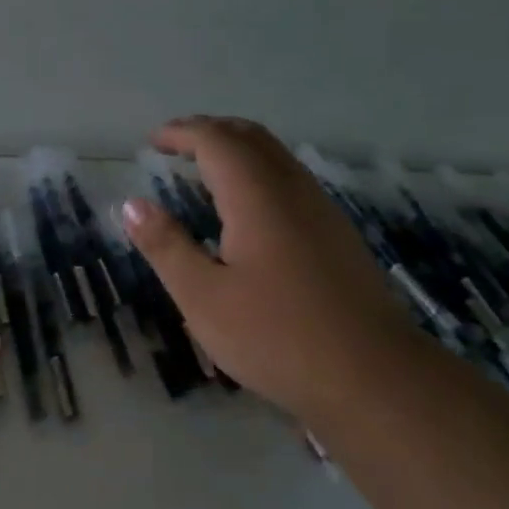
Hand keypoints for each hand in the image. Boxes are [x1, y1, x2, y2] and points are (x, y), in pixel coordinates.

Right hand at [121, 116, 426, 413]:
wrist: (375, 378)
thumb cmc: (277, 337)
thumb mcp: (203, 298)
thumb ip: (166, 246)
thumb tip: (132, 205)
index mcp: (258, 197)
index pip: (216, 141)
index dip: (182, 133)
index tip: (152, 141)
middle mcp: (293, 191)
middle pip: (251, 137)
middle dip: (210, 131)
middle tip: (175, 144)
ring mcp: (322, 211)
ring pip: (276, 157)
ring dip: (237, 149)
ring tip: (204, 169)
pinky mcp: (337, 235)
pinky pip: (290, 180)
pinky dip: (257, 172)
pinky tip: (245, 209)